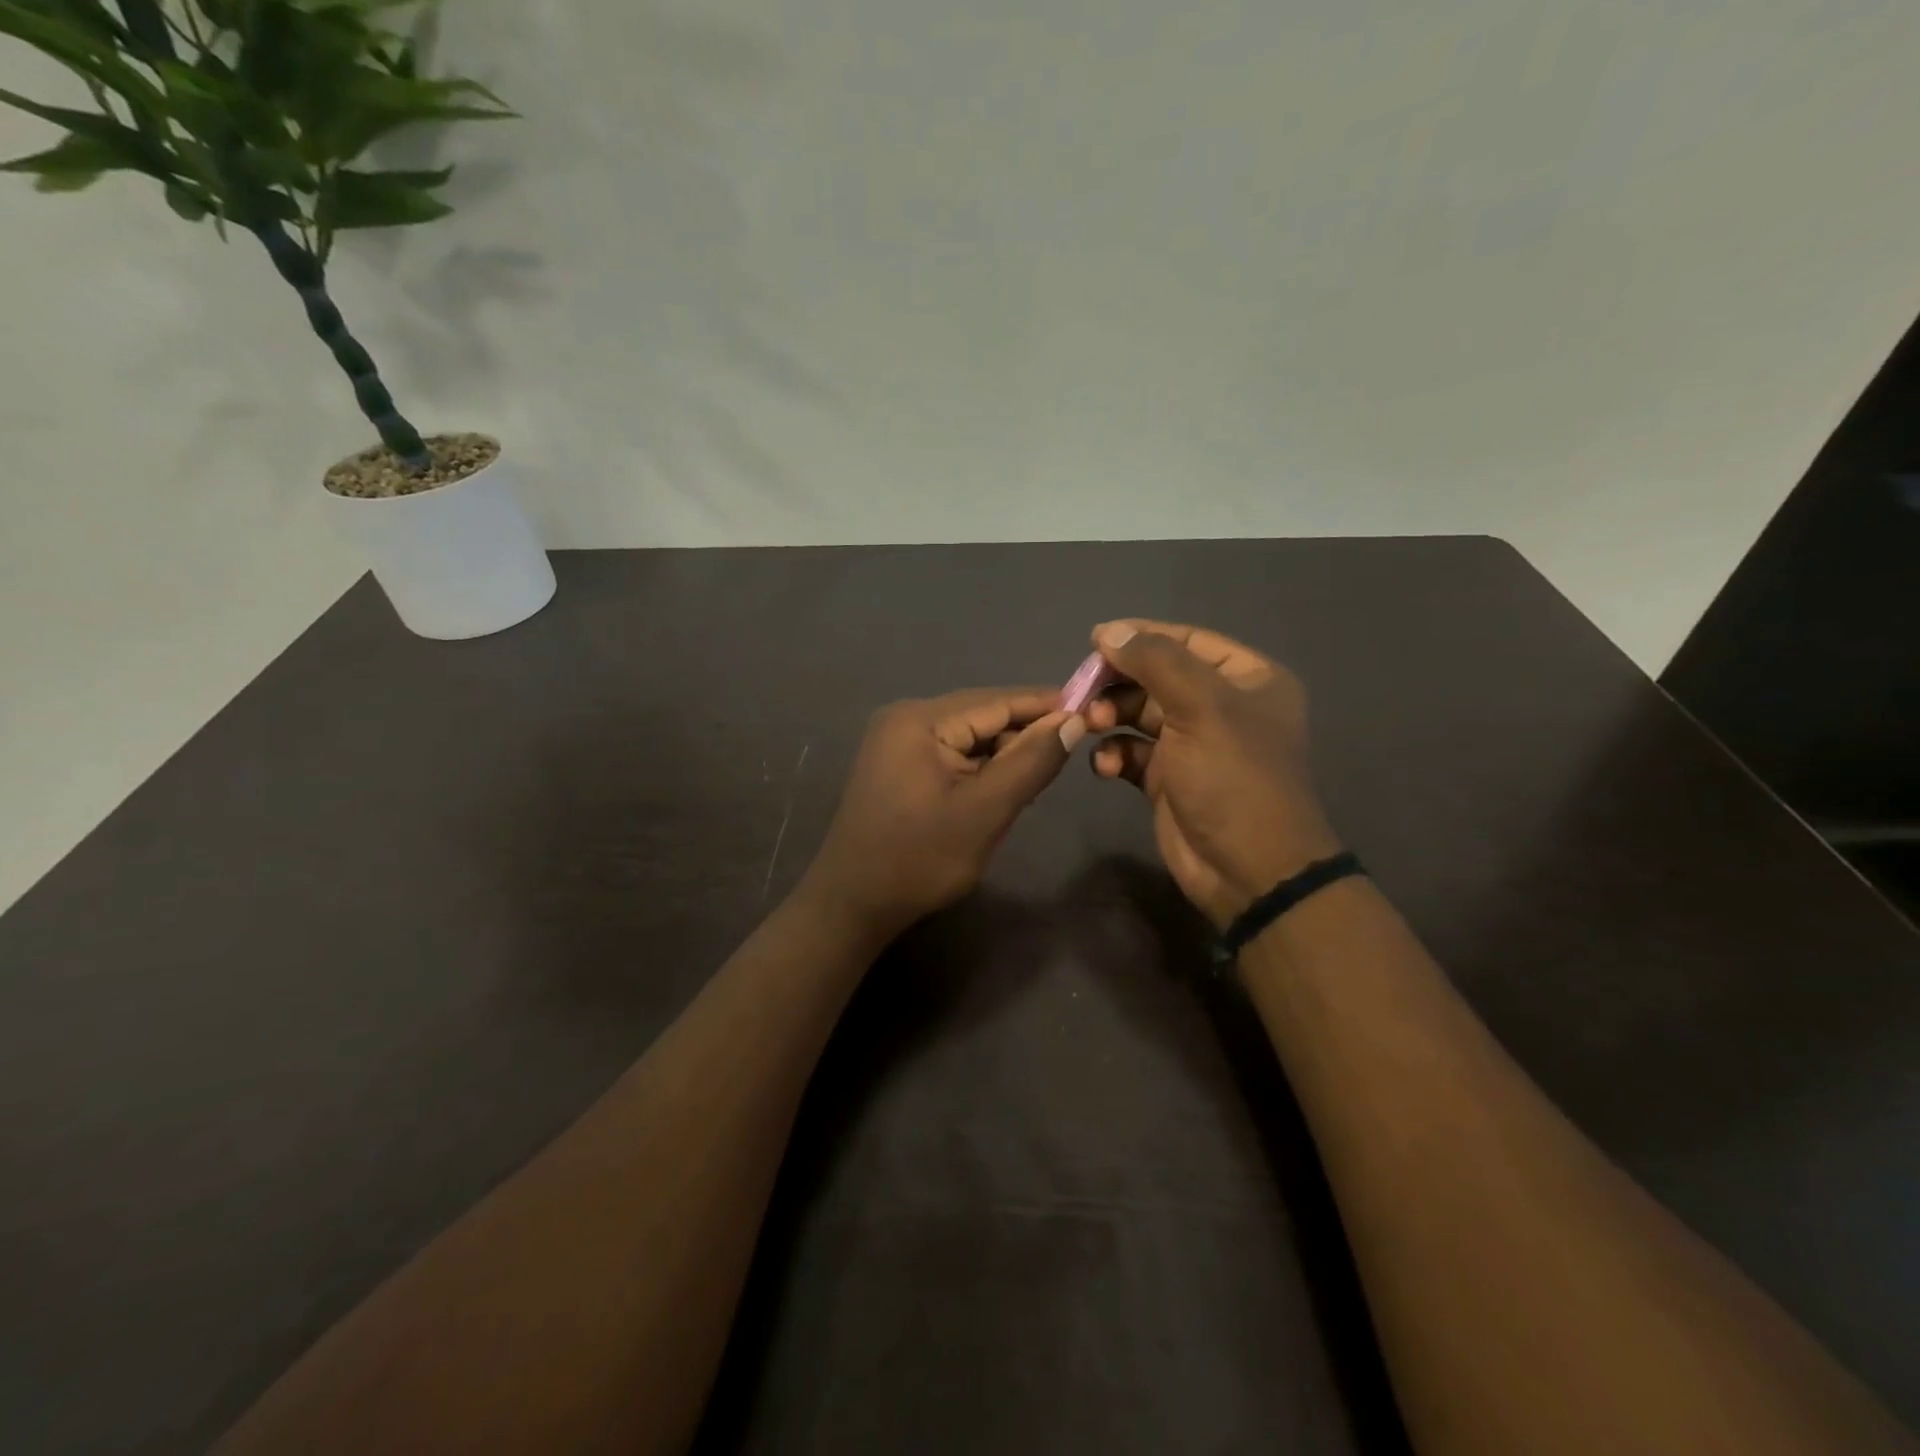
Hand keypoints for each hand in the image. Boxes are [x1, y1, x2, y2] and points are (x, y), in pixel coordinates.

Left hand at [800, 688, 1084, 939]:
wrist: (853, 903)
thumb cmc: (920, 858)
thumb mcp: (985, 811)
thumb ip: (1031, 762)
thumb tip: (1073, 721)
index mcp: (920, 719)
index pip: (997, 700)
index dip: (1046, 705)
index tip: (1093, 709)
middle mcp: (905, 717)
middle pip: (981, 714)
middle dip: (1024, 733)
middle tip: (1069, 754)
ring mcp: (896, 740)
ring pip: (968, 736)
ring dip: (1003, 754)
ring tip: (1038, 780)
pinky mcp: (896, 764)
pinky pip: (950, 753)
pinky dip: (979, 767)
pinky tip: (1001, 788)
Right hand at [1084, 620, 1340, 927]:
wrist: (1248, 871)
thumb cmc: (1234, 779)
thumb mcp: (1202, 708)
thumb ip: (1156, 661)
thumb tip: (1110, 632)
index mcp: (1247, 679)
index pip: (1188, 640)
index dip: (1141, 637)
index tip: (1094, 641)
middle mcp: (1221, 706)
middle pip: (1156, 677)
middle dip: (1118, 684)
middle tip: (1083, 693)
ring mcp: (1193, 744)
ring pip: (1139, 714)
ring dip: (1110, 717)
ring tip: (1091, 727)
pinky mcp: (1168, 779)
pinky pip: (1132, 752)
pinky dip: (1114, 754)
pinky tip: (1105, 766)